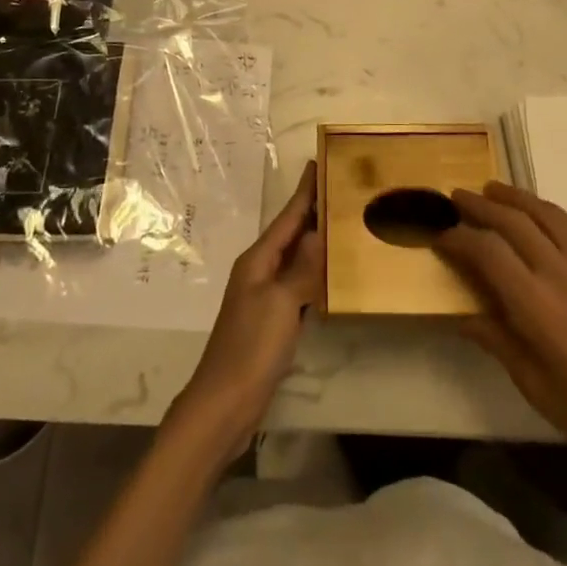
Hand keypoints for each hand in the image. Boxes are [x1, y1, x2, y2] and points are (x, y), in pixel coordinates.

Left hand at [167, 161, 322, 459]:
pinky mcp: (271, 320)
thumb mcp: (280, 303)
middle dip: (312, 210)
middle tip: (341, 188)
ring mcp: (264, 296)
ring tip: (342, 223)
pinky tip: (330, 273)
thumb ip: (301, 268)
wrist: (224, 404)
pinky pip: (297, 284)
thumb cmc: (251, 347)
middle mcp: (259, 270)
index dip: (304, 191)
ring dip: (315, 240)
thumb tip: (319, 232)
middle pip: (290, 233)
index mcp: (258, 259)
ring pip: (295, 257)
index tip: (319, 162)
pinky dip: (314, 272)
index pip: (287, 216)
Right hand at [435, 181, 566, 482]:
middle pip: (514, 220)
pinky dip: (551, 213)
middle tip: (457, 197)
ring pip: (547, 212)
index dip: (459, 237)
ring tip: (494, 190)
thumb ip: (494, 338)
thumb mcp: (531, 382)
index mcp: (537, 305)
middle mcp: (562, 273)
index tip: (442, 236)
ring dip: (516, 197)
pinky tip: (542, 215)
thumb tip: (460, 315)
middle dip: (480, 205)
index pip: (487, 250)